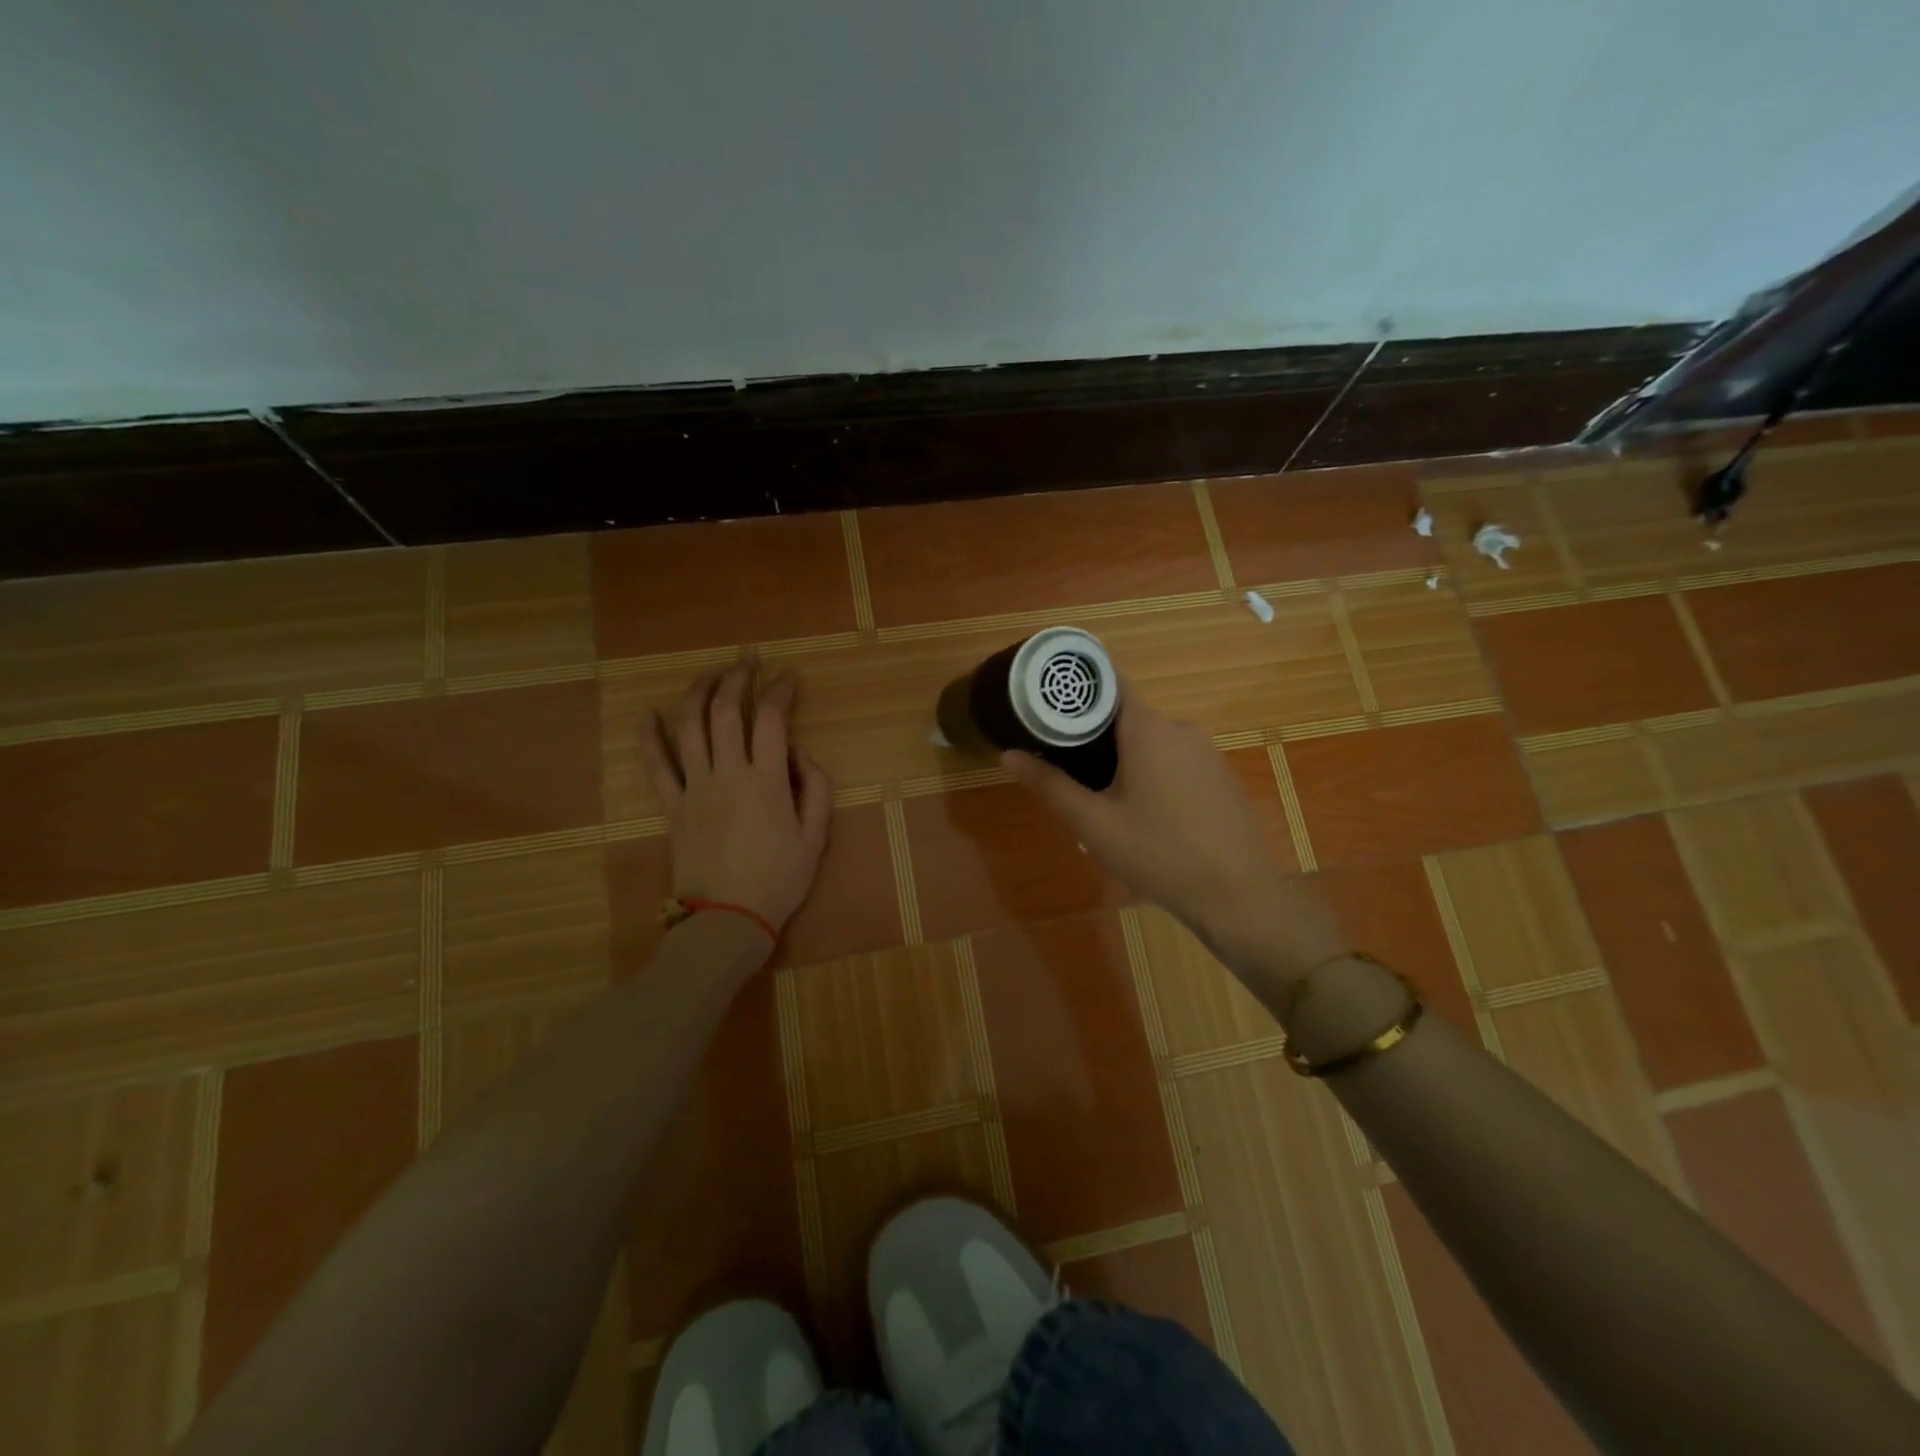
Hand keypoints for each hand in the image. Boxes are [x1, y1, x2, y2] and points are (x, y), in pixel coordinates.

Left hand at [641, 661, 832, 938]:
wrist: (727, 919)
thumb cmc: (779, 880)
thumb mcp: (816, 837)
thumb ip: (815, 787)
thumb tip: (798, 752)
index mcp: (766, 780)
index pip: (771, 719)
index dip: (780, 691)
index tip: (788, 677)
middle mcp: (727, 773)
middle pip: (725, 711)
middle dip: (737, 678)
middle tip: (747, 661)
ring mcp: (694, 788)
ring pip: (689, 727)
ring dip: (698, 692)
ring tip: (709, 674)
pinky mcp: (672, 806)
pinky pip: (656, 765)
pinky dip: (650, 737)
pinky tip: (648, 714)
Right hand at [1003, 689, 1346, 988]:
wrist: (1238, 895)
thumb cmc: (1159, 854)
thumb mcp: (1094, 824)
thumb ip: (1051, 785)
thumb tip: (1008, 754)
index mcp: (1148, 729)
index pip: (1108, 683)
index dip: (1077, 689)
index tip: (1048, 704)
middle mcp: (1180, 728)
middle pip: (1126, 715)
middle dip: (1094, 736)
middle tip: (1064, 766)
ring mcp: (1206, 751)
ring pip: (1151, 741)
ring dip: (1123, 758)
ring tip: (1099, 796)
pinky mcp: (1220, 775)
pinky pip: (1175, 760)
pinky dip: (1152, 772)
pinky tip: (1145, 813)